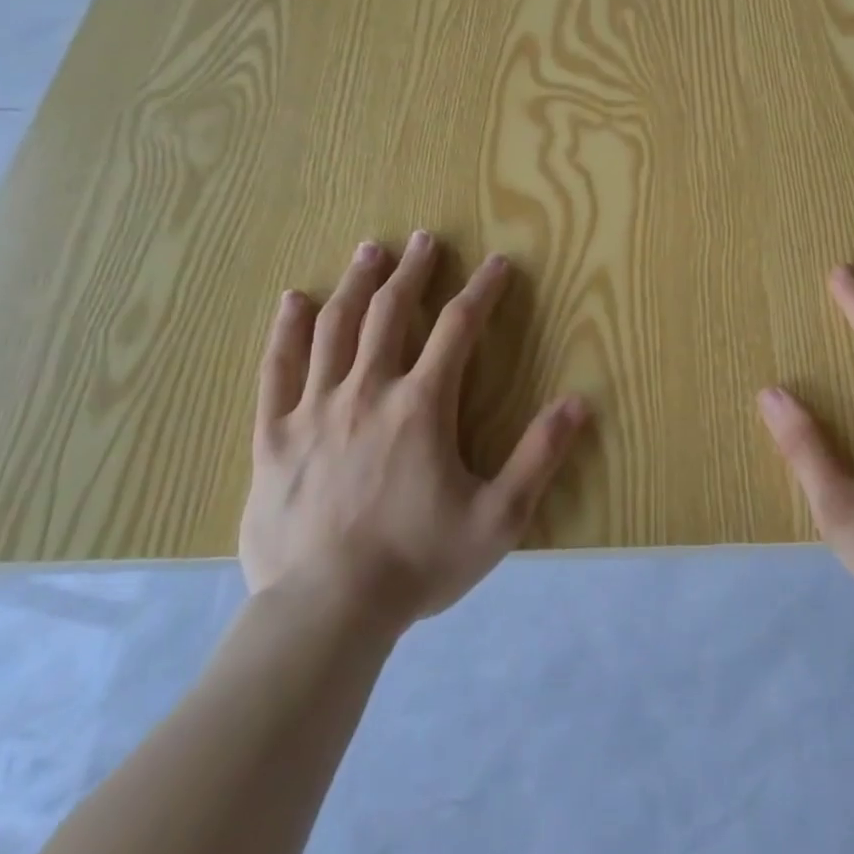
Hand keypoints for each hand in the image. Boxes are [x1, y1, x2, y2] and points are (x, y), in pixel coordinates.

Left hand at [240, 230, 589, 631]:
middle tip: (424, 239)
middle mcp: (367, 391)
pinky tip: (293, 301)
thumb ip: (539, 457)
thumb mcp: (499, 518)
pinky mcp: (273, 437)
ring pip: (334, 329)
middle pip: (391, 313)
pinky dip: (286, 331)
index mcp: (421, 405)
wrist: (325, 614)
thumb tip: (579, 402)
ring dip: (355, 284)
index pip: (459, 328)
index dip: (483, 290)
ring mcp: (314, 411)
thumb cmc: (417, 563)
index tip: (498, 264)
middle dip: (413, 271)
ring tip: (369, 251)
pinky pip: (277, 370)